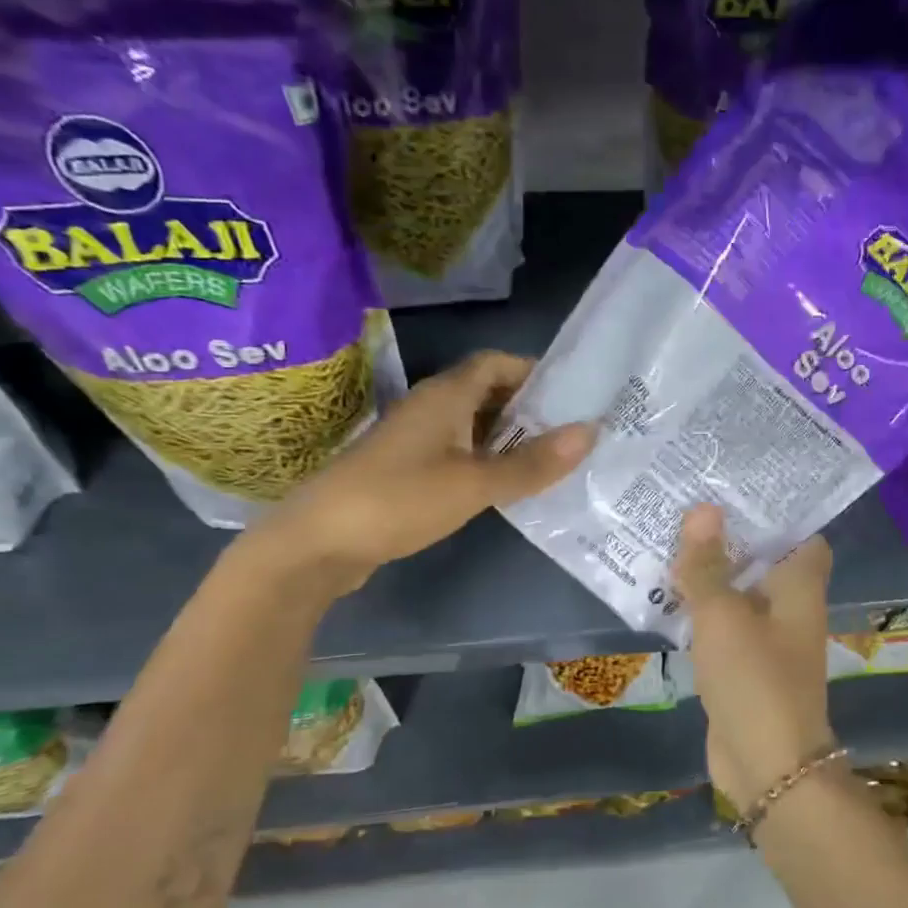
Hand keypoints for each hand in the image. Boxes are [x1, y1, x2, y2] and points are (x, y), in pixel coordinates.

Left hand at [249, 350, 592, 590]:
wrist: (318, 544)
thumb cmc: (399, 501)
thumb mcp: (474, 484)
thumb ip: (532, 462)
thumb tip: (590, 431)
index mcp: (445, 397)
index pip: (495, 363)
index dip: (533, 371)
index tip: (572, 393)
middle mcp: (430, 409)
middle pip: (486, 393)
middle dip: (529, 408)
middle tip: (573, 431)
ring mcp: (415, 441)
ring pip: (472, 426)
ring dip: (509, 438)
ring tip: (552, 459)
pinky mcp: (407, 471)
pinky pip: (458, 453)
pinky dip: (486, 461)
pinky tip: (508, 486)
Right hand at [674, 504, 835, 809]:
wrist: (766, 764)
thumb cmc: (754, 679)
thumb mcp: (723, 616)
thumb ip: (709, 566)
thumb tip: (703, 509)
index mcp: (799, 587)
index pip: (801, 534)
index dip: (774, 510)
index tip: (736, 487)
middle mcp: (789, 607)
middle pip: (762, 559)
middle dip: (728, 536)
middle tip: (687, 502)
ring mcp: (766, 638)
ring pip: (738, 591)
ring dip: (710, 571)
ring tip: (668, 535)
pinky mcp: (743, 664)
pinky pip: (722, 623)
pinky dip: (700, 607)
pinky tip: (665, 591)